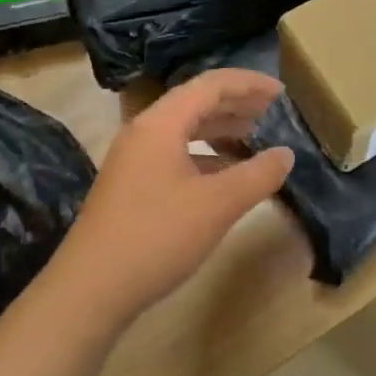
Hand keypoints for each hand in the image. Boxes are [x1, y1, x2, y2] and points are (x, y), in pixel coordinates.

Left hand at [54, 70, 294, 325]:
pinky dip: (205, 155)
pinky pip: (175, 154)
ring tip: (255, 139)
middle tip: (273, 113)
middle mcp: (144, 132)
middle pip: (196, 103)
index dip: (249, 84)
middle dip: (237, 104)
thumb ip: (258, 175)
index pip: (211, 85)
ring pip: (184, 130)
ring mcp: (134, 160)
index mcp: (161, 123)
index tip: (282, 93)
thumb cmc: (156, 237)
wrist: (89, 291)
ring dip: (221, 130)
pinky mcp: (131, 186)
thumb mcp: (217, 205)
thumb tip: (286, 154)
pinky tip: (226, 175)